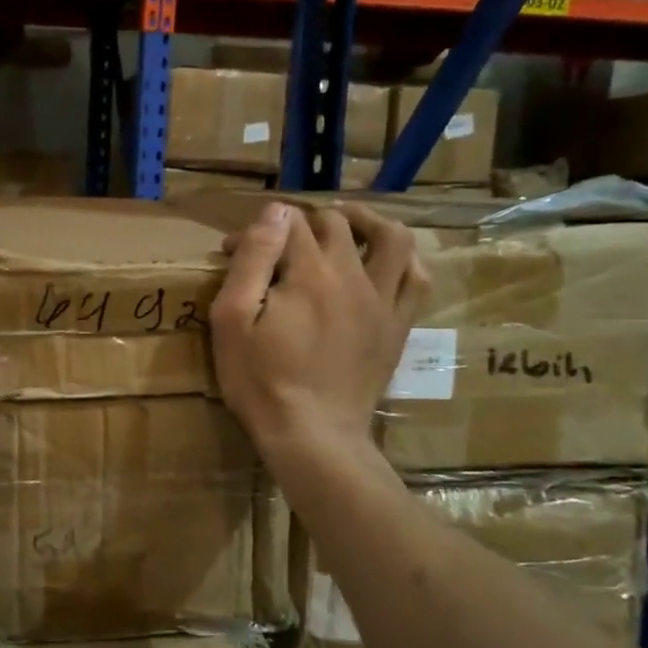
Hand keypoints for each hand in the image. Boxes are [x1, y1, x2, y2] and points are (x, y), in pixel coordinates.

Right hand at [209, 201, 428, 464]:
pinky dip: (403, 259)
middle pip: (334, 224)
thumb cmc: (261, 380)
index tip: (232, 251)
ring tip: (343, 224)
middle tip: (275, 246)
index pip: (286, 224)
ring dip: (366, 221)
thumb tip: (275, 212)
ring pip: (391, 238)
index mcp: (309, 272)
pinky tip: (383, 263)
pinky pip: (416, 279)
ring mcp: (383, 301)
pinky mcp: (398, 326)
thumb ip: (253, 259)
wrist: (312, 435)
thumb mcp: (232, 319)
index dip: (256, 229)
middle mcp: (353, 275)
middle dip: (300, 223)